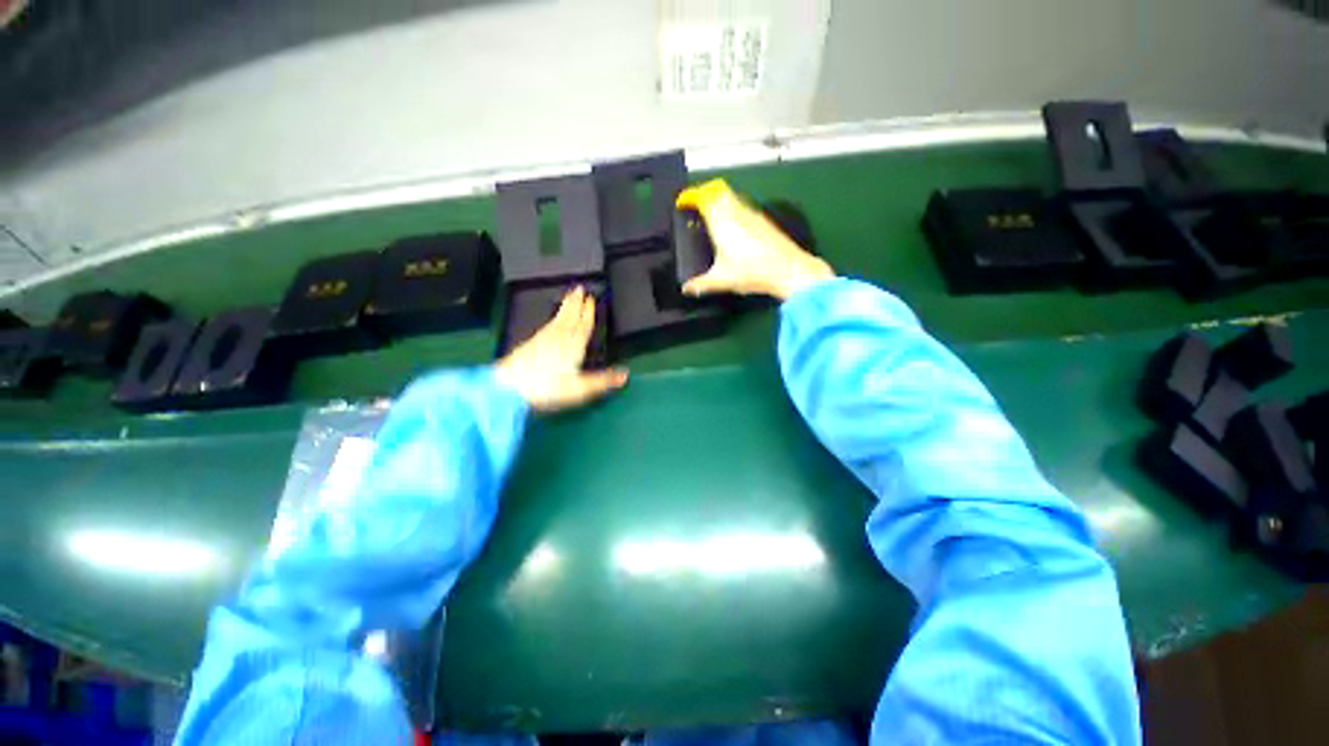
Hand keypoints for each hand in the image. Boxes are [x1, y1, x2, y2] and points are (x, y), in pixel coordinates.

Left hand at [495, 287, 627, 412]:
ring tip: (569, 297)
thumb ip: (603, 381)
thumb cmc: (547, 389)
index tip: (591, 298)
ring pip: (558, 319)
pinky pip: (547, 326)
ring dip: (565, 307)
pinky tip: (552, 321)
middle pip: (570, 317)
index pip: (584, 326)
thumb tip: (626, 374)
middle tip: (579, 288)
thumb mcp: (580, 389)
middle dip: (576, 303)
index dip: (588, 313)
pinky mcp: (530, 344)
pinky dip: (553, 319)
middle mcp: (559, 338)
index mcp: (573, 346)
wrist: (507, 389)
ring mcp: (542, 340)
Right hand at [676, 179, 834, 300]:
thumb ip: (700, 284)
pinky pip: (744, 206)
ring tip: (713, 216)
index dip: (690, 196)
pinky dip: (734, 209)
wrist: (788, 269)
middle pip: (718, 190)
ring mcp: (752, 214)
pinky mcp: (763, 221)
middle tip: (696, 205)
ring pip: (732, 196)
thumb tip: (687, 288)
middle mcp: (736, 213)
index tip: (683, 202)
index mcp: (721, 222)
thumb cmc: (753, 272)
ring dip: (720, 200)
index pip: (703, 197)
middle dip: (705, 194)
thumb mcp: (722, 280)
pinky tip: (734, 228)